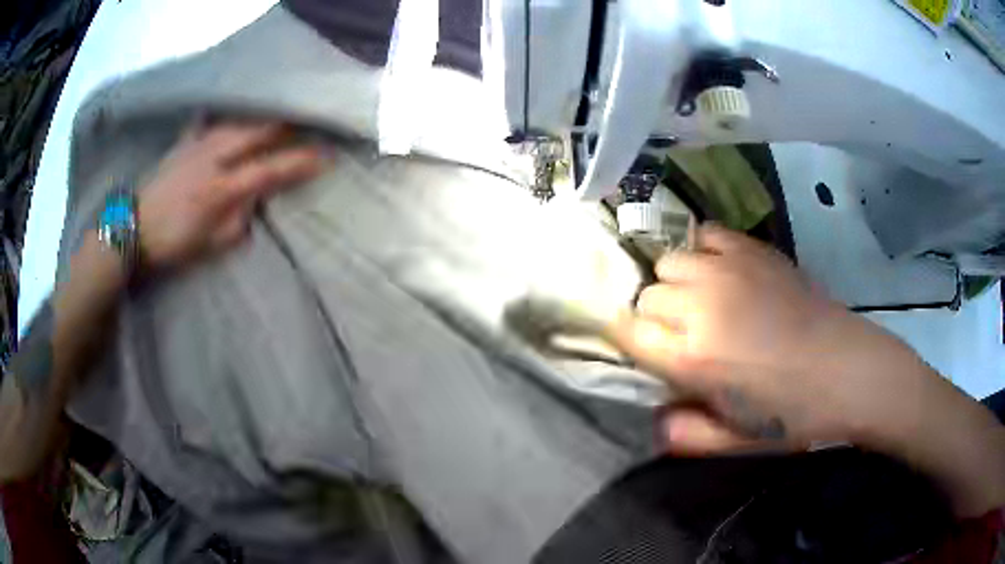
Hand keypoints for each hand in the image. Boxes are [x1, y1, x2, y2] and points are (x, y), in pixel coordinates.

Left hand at [136, 121, 322, 269]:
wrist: (131, 226)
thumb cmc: (170, 242)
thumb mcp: (209, 245)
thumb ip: (237, 221)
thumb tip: (254, 201)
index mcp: (220, 189)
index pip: (269, 170)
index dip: (299, 163)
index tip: (325, 157)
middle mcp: (212, 158)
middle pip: (257, 132)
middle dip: (286, 126)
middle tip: (307, 122)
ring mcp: (196, 145)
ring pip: (237, 121)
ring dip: (261, 118)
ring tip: (278, 115)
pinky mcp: (183, 141)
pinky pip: (208, 121)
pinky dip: (223, 117)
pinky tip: (229, 116)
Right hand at [610, 226, 923, 453]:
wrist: (847, 369)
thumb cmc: (793, 414)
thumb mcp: (736, 441)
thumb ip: (685, 437)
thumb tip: (653, 421)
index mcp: (693, 359)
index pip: (627, 332)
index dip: (627, 339)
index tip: (642, 348)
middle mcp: (702, 306)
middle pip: (648, 295)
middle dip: (655, 316)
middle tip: (683, 335)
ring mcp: (728, 270)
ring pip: (670, 260)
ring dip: (677, 283)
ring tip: (702, 300)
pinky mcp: (753, 249)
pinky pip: (706, 234)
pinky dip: (703, 250)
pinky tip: (720, 271)